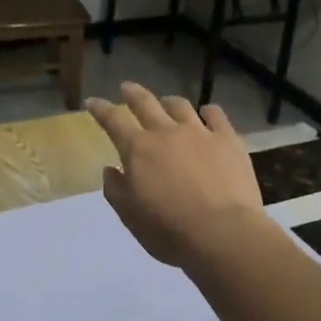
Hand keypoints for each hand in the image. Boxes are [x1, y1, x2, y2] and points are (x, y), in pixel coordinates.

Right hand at [86, 82, 265, 267]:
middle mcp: (166, 132)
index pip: (113, 121)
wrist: (223, 233)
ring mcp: (200, 132)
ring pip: (180, 106)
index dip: (101, 109)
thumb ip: (116, 190)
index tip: (93, 101)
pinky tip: (207, 113)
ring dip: (168, 102)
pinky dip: (208, 112)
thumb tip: (111, 169)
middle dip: (132, 93)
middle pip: (145, 103)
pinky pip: (215, 115)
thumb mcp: (130, 217)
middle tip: (126, 87)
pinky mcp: (228, 139)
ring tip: (166, 102)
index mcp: (138, 150)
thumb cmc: (170, 231)